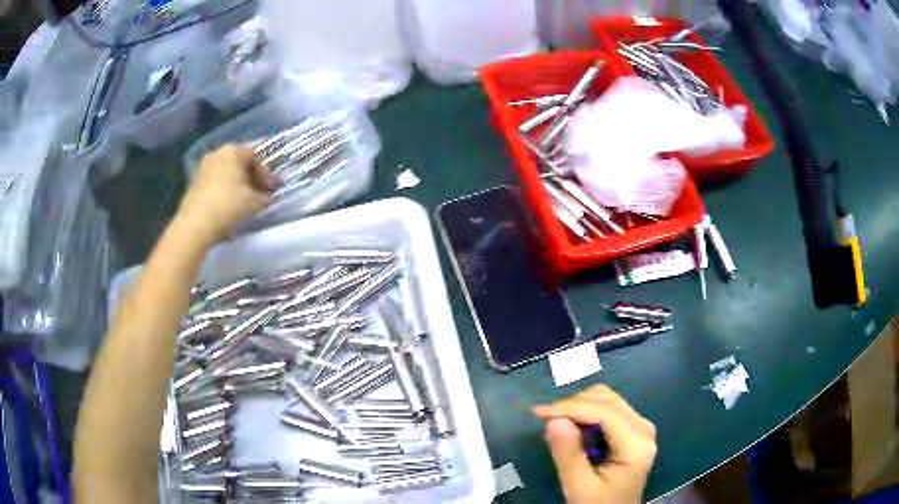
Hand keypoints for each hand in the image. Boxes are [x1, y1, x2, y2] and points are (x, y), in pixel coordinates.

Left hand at [177, 145, 272, 245]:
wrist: (195, 225)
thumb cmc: (228, 205)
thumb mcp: (254, 202)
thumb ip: (264, 197)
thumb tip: (267, 198)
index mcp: (232, 151)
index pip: (255, 156)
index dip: (266, 174)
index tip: (270, 190)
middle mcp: (217, 154)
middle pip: (239, 163)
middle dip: (251, 179)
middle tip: (258, 195)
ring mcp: (203, 168)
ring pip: (226, 174)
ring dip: (237, 186)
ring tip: (243, 203)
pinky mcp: (194, 183)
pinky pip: (215, 183)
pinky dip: (224, 191)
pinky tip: (227, 207)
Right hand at [533, 385, 656, 503]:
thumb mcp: (579, 487)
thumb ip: (568, 455)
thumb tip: (553, 420)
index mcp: (636, 444)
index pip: (604, 411)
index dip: (570, 407)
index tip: (538, 413)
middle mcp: (643, 428)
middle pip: (607, 399)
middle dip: (573, 405)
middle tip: (546, 422)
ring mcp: (640, 427)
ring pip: (607, 399)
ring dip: (579, 408)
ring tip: (557, 427)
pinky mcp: (632, 430)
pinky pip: (608, 410)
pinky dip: (586, 414)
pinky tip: (572, 430)